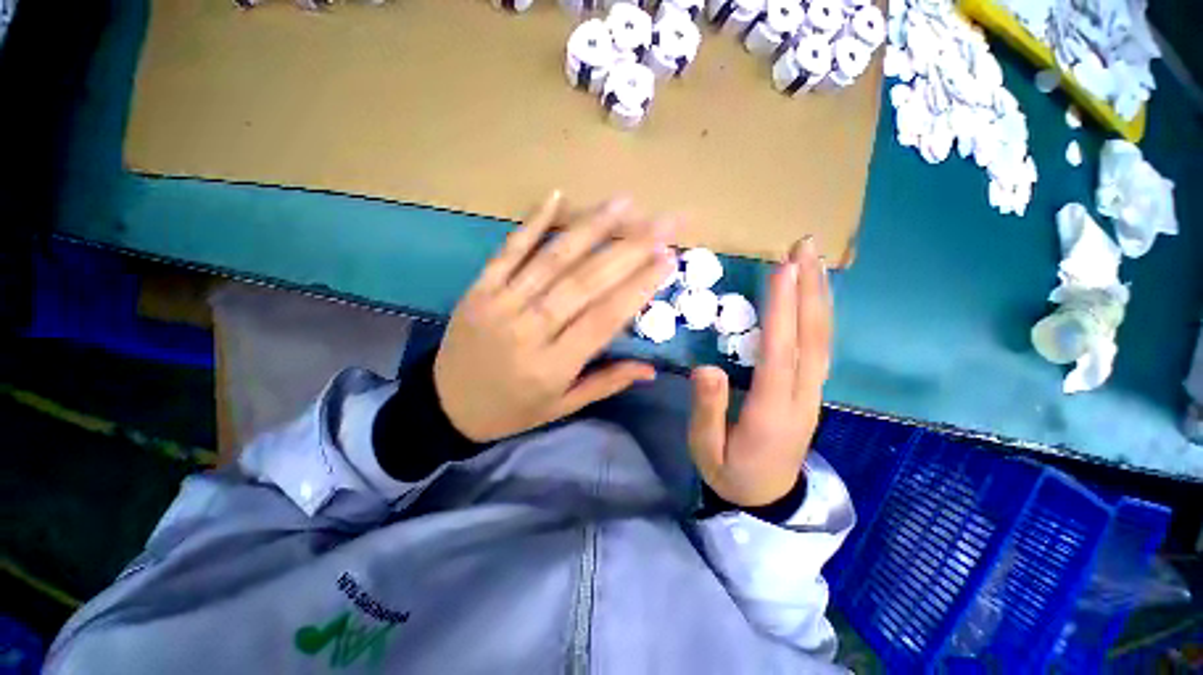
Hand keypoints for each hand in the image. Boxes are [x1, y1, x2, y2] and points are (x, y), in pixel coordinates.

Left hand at [434, 192, 677, 441]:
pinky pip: (509, 250)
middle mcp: (529, 329)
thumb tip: (650, 368)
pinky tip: (557, 195)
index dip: (639, 287)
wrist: (445, 405)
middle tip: (662, 222)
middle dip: (629, 249)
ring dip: (591, 227)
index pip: (604, 318)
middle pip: (584, 282)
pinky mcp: (479, 287)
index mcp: (552, 365)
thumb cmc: (511, 410)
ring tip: (625, 202)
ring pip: (552, 259)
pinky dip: (532, 221)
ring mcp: (500, 303)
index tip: (669, 259)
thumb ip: (606, 383)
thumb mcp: (561, 407)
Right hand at [688, 238, 832, 506]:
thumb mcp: (705, 448)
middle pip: (812, 338)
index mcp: (771, 412)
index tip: (783, 270)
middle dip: (810, 289)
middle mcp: (800, 397)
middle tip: (805, 247)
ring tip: (814, 260)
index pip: (780, 353)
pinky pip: (821, 347)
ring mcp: (812, 393)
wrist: (765, 498)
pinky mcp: (811, 391)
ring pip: (823, 339)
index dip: (782, 311)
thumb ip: (706, 410)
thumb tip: (706, 368)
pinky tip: (814, 295)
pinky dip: (820, 316)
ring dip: (820, 297)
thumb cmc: (729, 471)